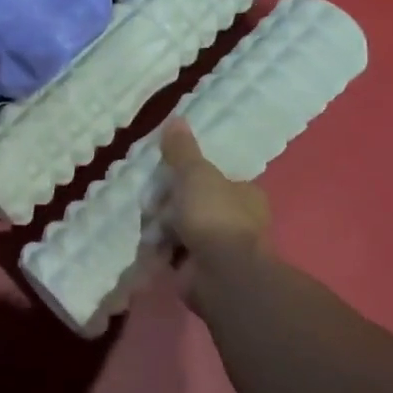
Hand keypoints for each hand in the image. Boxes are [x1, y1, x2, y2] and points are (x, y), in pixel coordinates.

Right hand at [159, 117, 272, 294]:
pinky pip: (173, 254)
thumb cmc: (214, 216)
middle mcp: (237, 221)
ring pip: (180, 230)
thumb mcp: (195, 173)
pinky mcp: (200, 271)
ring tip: (147, 227)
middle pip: (192, 204)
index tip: (167, 178)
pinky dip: (160, 252)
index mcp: (245, 195)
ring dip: (161, 229)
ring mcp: (219, 249)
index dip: (189, 178)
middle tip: (151, 204)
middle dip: (168, 205)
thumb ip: (182, 150)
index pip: (214, 180)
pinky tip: (147, 247)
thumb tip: (176, 118)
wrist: (221, 274)